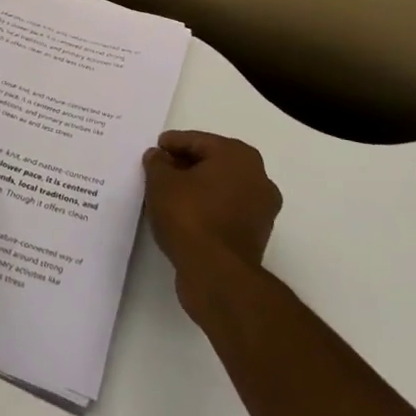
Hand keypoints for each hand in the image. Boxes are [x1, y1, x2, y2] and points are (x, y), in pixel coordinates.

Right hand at [144, 131, 282, 306]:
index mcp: (238, 155)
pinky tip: (183, 217)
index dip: (172, 144)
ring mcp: (261, 209)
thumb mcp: (161, 182)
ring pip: (220, 188)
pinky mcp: (256, 236)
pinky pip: (226, 211)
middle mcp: (258, 177)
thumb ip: (157, 163)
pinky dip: (207, 209)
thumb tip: (158, 157)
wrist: (217, 274)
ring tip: (167, 196)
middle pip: (212, 163)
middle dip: (185, 166)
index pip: (198, 141)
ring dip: (197, 189)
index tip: (154, 150)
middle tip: (159, 172)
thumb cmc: (190, 216)